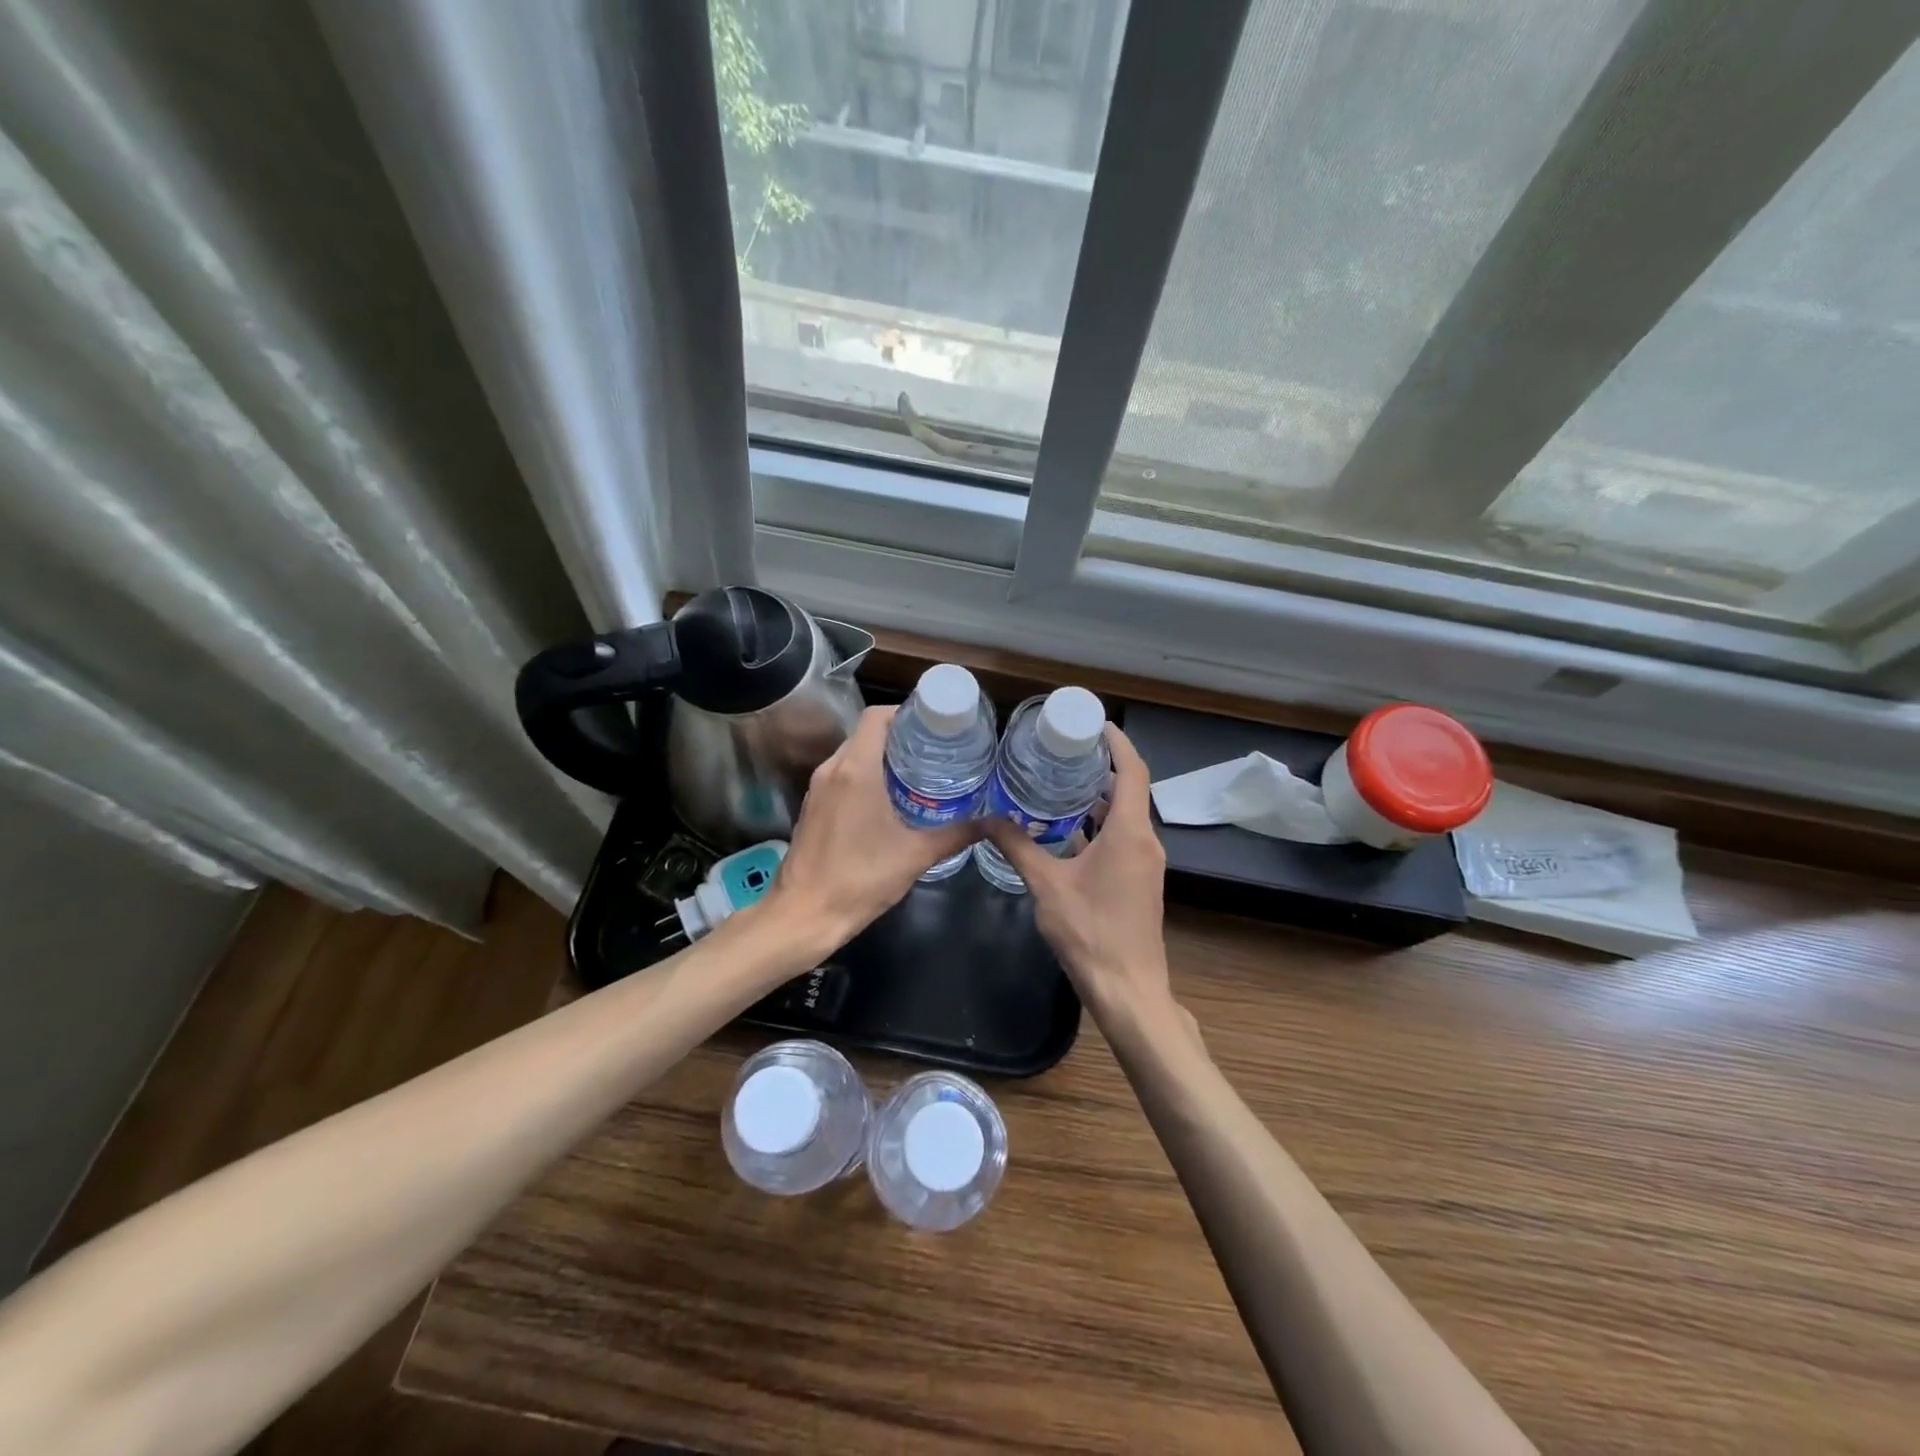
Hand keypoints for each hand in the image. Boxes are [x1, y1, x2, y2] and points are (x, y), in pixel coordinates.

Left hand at [770, 706, 976, 946]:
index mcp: (856, 769)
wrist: (804, 915)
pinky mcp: (812, 807)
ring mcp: (817, 788)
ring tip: (918, 773)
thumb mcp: (915, 855)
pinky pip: (841, 776)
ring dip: (881, 757)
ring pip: (852, 755)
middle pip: (866, 734)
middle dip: (900, 737)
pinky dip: (864, 776)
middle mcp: (832, 769)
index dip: (905, 713)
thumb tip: (994, 823)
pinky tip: (890, 799)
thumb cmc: (860, 879)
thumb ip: (956, 835)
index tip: (934, 726)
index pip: (877, 717)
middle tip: (935, 750)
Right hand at [983, 724, 1176, 1027]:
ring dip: (1099, 798)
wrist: (1127, 989)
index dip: (1118, 743)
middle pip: (1129, 790)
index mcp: (1130, 833)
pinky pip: (1122, 839)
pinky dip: (1099, 825)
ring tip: (1059, 781)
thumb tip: (987, 818)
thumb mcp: (1047, 885)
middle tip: (1063, 750)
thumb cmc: (1090, 932)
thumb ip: (1018, 847)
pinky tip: (1066, 828)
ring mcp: (1145, 863)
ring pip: (1125, 817)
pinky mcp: (1139, 881)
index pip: (1132, 771)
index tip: (1093, 723)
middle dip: (1101, 767)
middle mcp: (1145, 841)